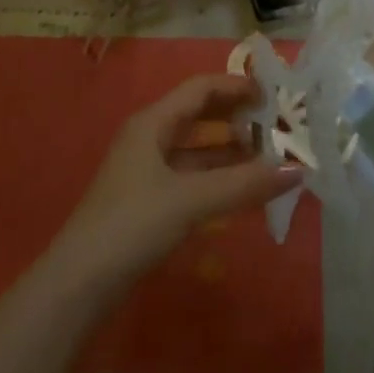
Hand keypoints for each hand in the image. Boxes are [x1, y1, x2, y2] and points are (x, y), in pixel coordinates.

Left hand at [52, 73, 301, 289]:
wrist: (77, 286)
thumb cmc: (131, 225)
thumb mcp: (190, 200)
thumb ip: (243, 184)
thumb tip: (297, 169)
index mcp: (152, 123)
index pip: (200, 89)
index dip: (236, 86)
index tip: (272, 94)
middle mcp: (149, 139)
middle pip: (199, 116)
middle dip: (236, 117)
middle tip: (276, 125)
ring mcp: (147, 172)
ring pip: (196, 150)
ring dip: (230, 151)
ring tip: (269, 158)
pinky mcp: (148, 203)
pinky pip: (191, 178)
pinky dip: (217, 179)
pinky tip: (242, 191)